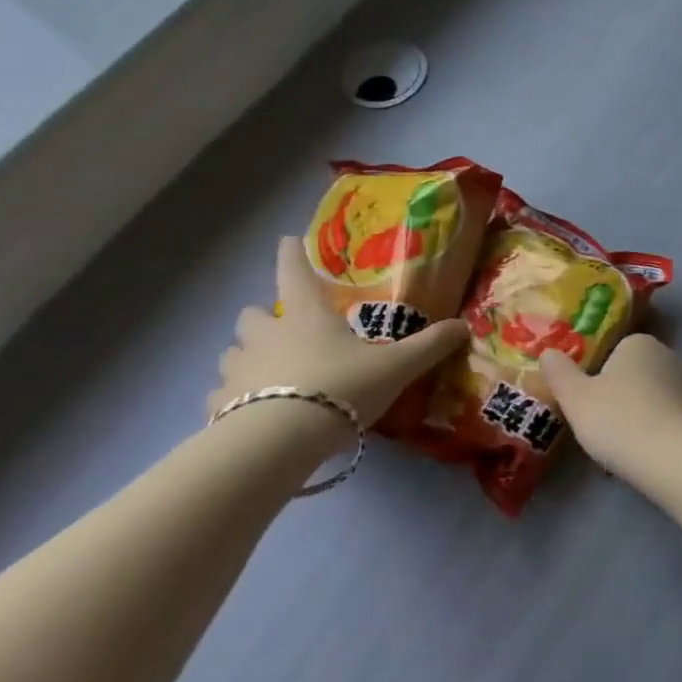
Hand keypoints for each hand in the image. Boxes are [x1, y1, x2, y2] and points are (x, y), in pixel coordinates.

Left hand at [209, 236, 467, 435]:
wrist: (280, 441)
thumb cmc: (340, 388)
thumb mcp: (396, 367)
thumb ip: (429, 346)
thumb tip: (463, 326)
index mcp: (305, 315)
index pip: (292, 271)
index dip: (291, 253)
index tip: (288, 240)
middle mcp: (266, 334)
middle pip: (252, 314)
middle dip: (264, 318)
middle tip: (286, 332)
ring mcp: (237, 369)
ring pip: (232, 352)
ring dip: (247, 357)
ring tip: (268, 374)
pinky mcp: (218, 406)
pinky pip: (219, 395)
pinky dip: (230, 399)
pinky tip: (248, 413)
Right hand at [539, 334, 681, 478]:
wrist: (678, 457)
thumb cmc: (620, 420)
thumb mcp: (576, 398)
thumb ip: (560, 374)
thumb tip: (548, 352)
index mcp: (639, 344)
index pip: (615, 353)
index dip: (600, 379)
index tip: (589, 407)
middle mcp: (670, 356)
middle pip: (638, 376)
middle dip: (623, 400)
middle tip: (604, 432)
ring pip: (657, 401)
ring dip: (643, 420)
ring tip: (626, 453)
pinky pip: (675, 422)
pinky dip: (663, 436)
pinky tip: (651, 460)